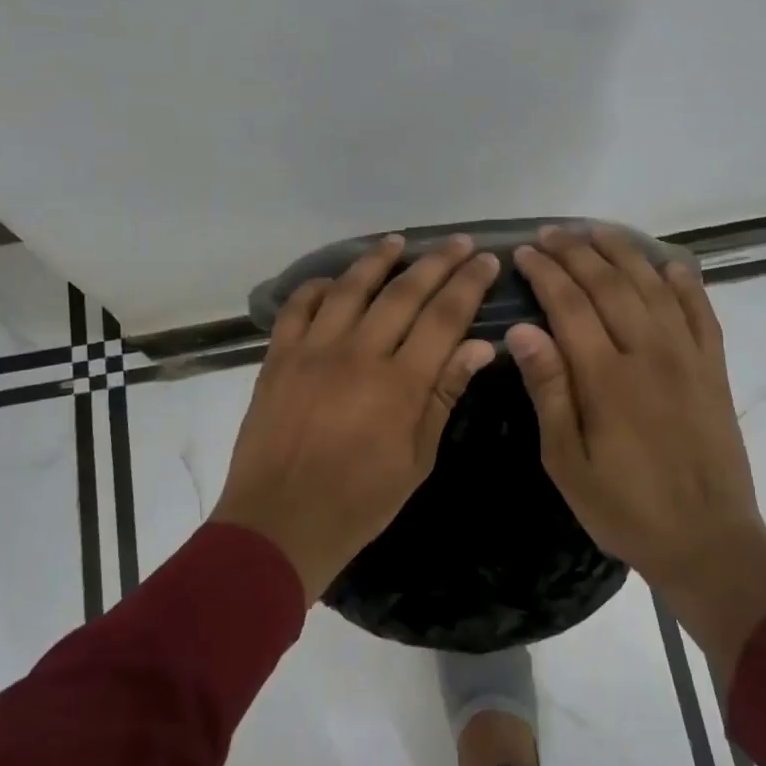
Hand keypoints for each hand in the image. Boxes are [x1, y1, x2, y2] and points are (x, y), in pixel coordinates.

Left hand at [215, 234, 499, 598]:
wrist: (280, 523)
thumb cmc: (359, 502)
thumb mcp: (416, 459)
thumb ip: (444, 395)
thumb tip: (478, 346)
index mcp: (399, 384)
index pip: (444, 318)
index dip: (468, 285)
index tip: (486, 261)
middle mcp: (358, 354)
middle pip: (404, 293)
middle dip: (437, 262)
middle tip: (458, 242)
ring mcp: (313, 351)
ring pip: (350, 288)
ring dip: (378, 260)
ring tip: (397, 242)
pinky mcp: (278, 358)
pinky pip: (298, 307)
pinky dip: (317, 287)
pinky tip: (333, 281)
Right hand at [509, 226, 765, 679]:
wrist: (708, 540)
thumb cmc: (624, 507)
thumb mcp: (567, 461)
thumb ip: (548, 390)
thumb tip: (522, 331)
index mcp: (607, 378)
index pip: (570, 305)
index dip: (545, 273)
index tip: (524, 253)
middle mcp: (649, 353)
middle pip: (610, 284)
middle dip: (577, 252)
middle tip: (550, 234)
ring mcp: (688, 357)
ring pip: (654, 286)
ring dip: (624, 253)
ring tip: (597, 232)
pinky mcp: (713, 369)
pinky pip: (701, 311)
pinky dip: (684, 283)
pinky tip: (669, 264)